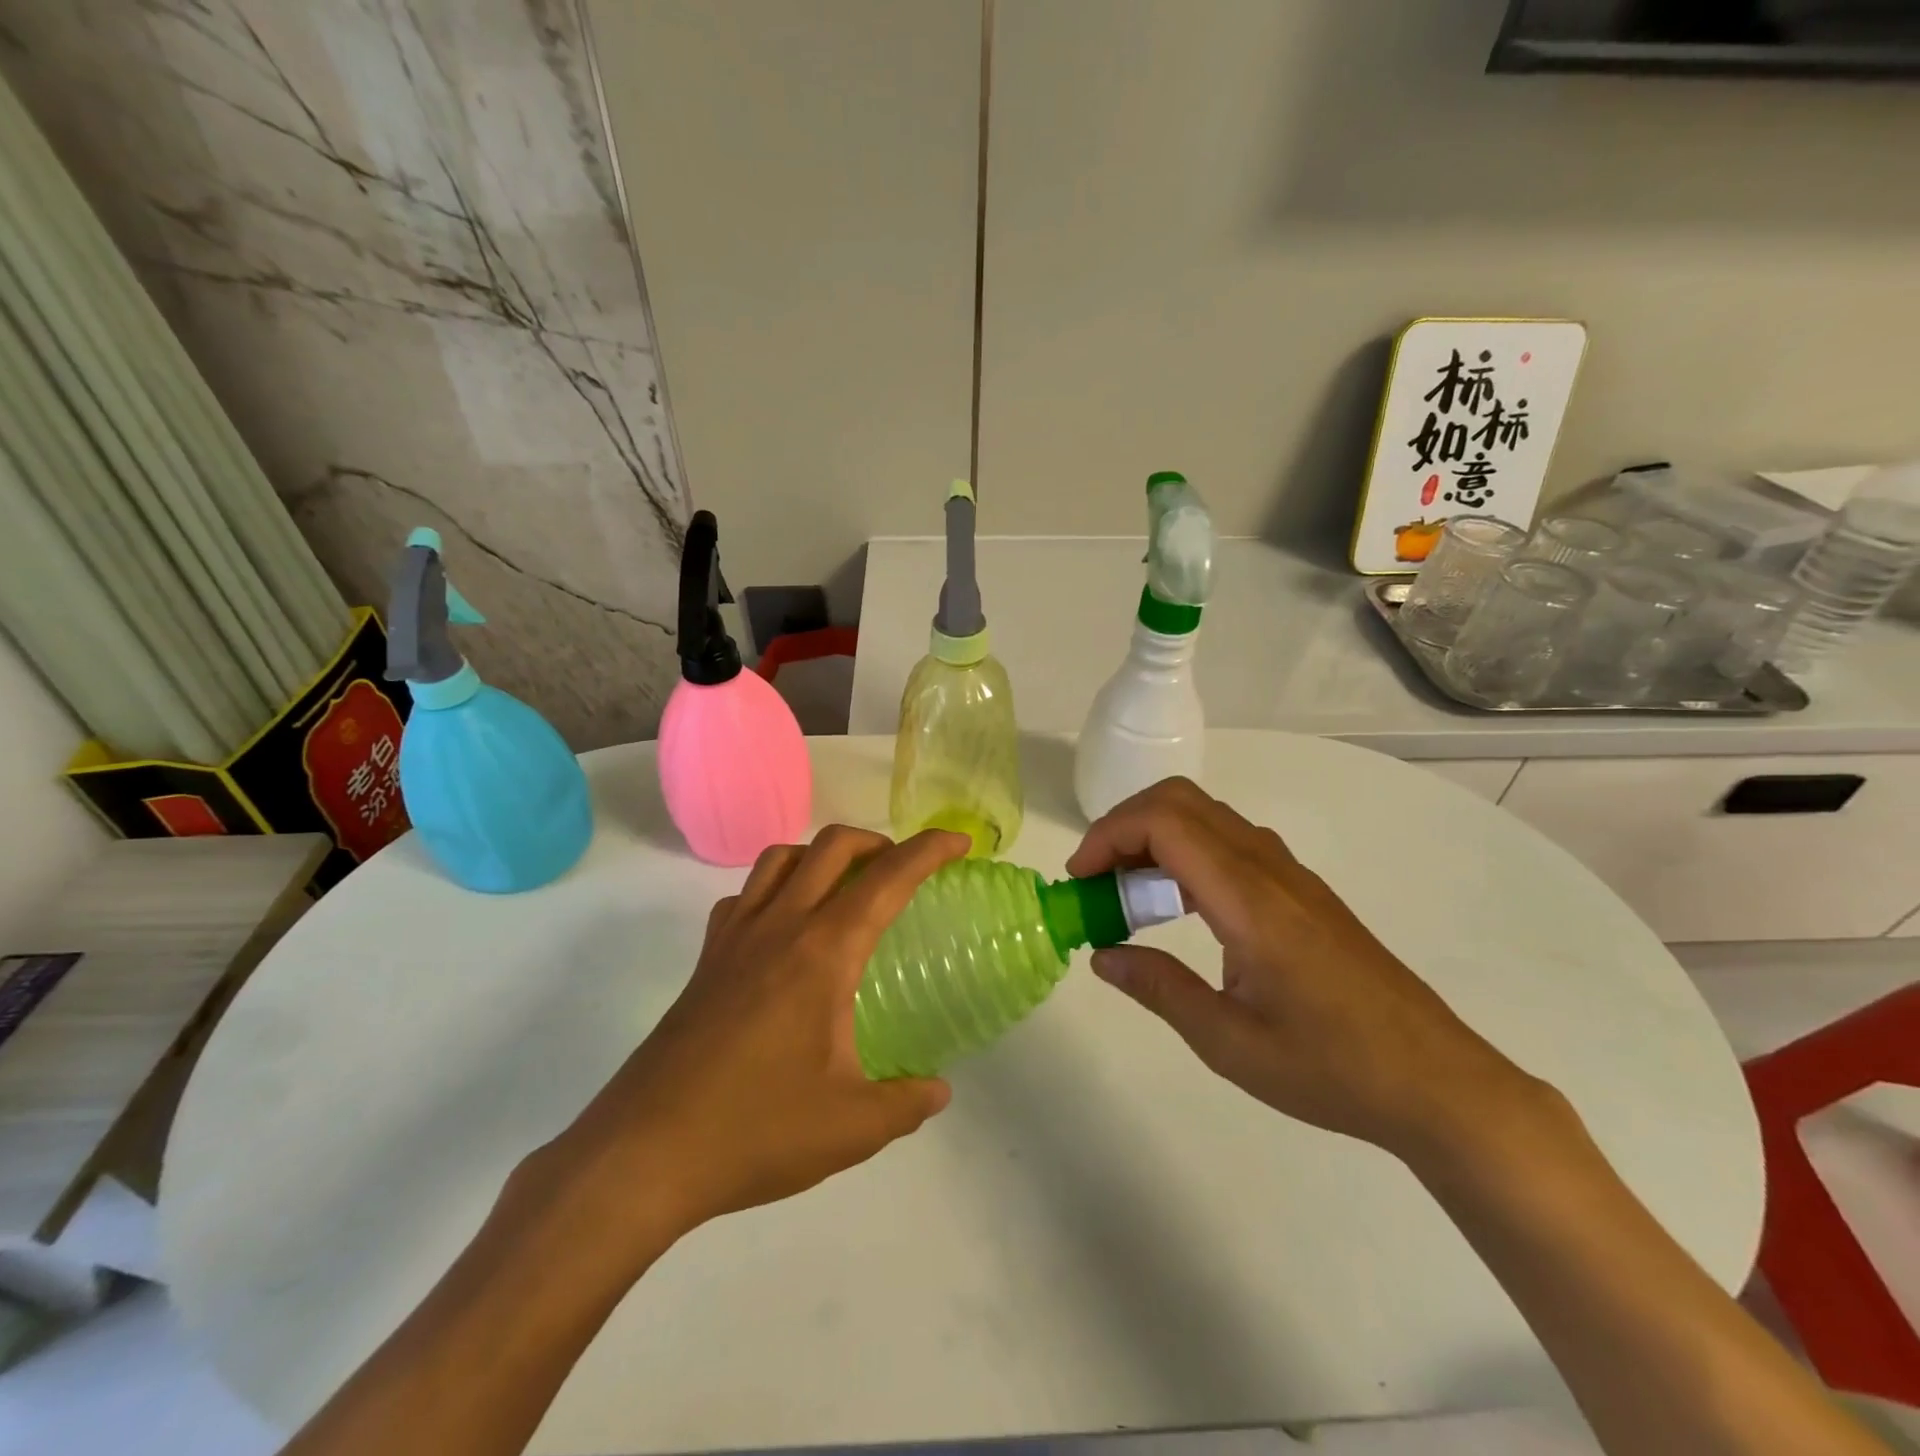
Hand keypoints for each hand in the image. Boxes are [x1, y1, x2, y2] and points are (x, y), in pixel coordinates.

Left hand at [547, 825, 965, 1250]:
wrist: (643, 1154)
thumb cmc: (754, 1132)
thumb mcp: (851, 1127)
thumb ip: (906, 1103)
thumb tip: (937, 1090)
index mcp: (823, 953)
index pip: (887, 879)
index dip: (928, 850)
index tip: (959, 842)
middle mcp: (779, 926)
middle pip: (832, 846)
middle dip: (877, 841)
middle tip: (903, 869)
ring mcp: (734, 938)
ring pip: (782, 858)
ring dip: (822, 855)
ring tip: (845, 888)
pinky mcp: (706, 960)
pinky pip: (744, 896)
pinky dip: (775, 888)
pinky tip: (784, 930)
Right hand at [1067, 778, 1542, 1160]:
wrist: (1439, 1082)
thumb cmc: (1333, 1067)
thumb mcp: (1230, 1042)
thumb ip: (1160, 989)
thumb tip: (1102, 955)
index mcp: (1248, 900)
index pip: (1164, 823)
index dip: (1108, 836)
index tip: (1080, 881)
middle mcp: (1268, 869)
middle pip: (1180, 801)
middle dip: (1123, 826)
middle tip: (1095, 881)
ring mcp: (1289, 874)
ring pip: (1205, 816)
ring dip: (1153, 838)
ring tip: (1127, 896)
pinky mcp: (1301, 890)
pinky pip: (1228, 842)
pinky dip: (1184, 853)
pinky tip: (1177, 907)